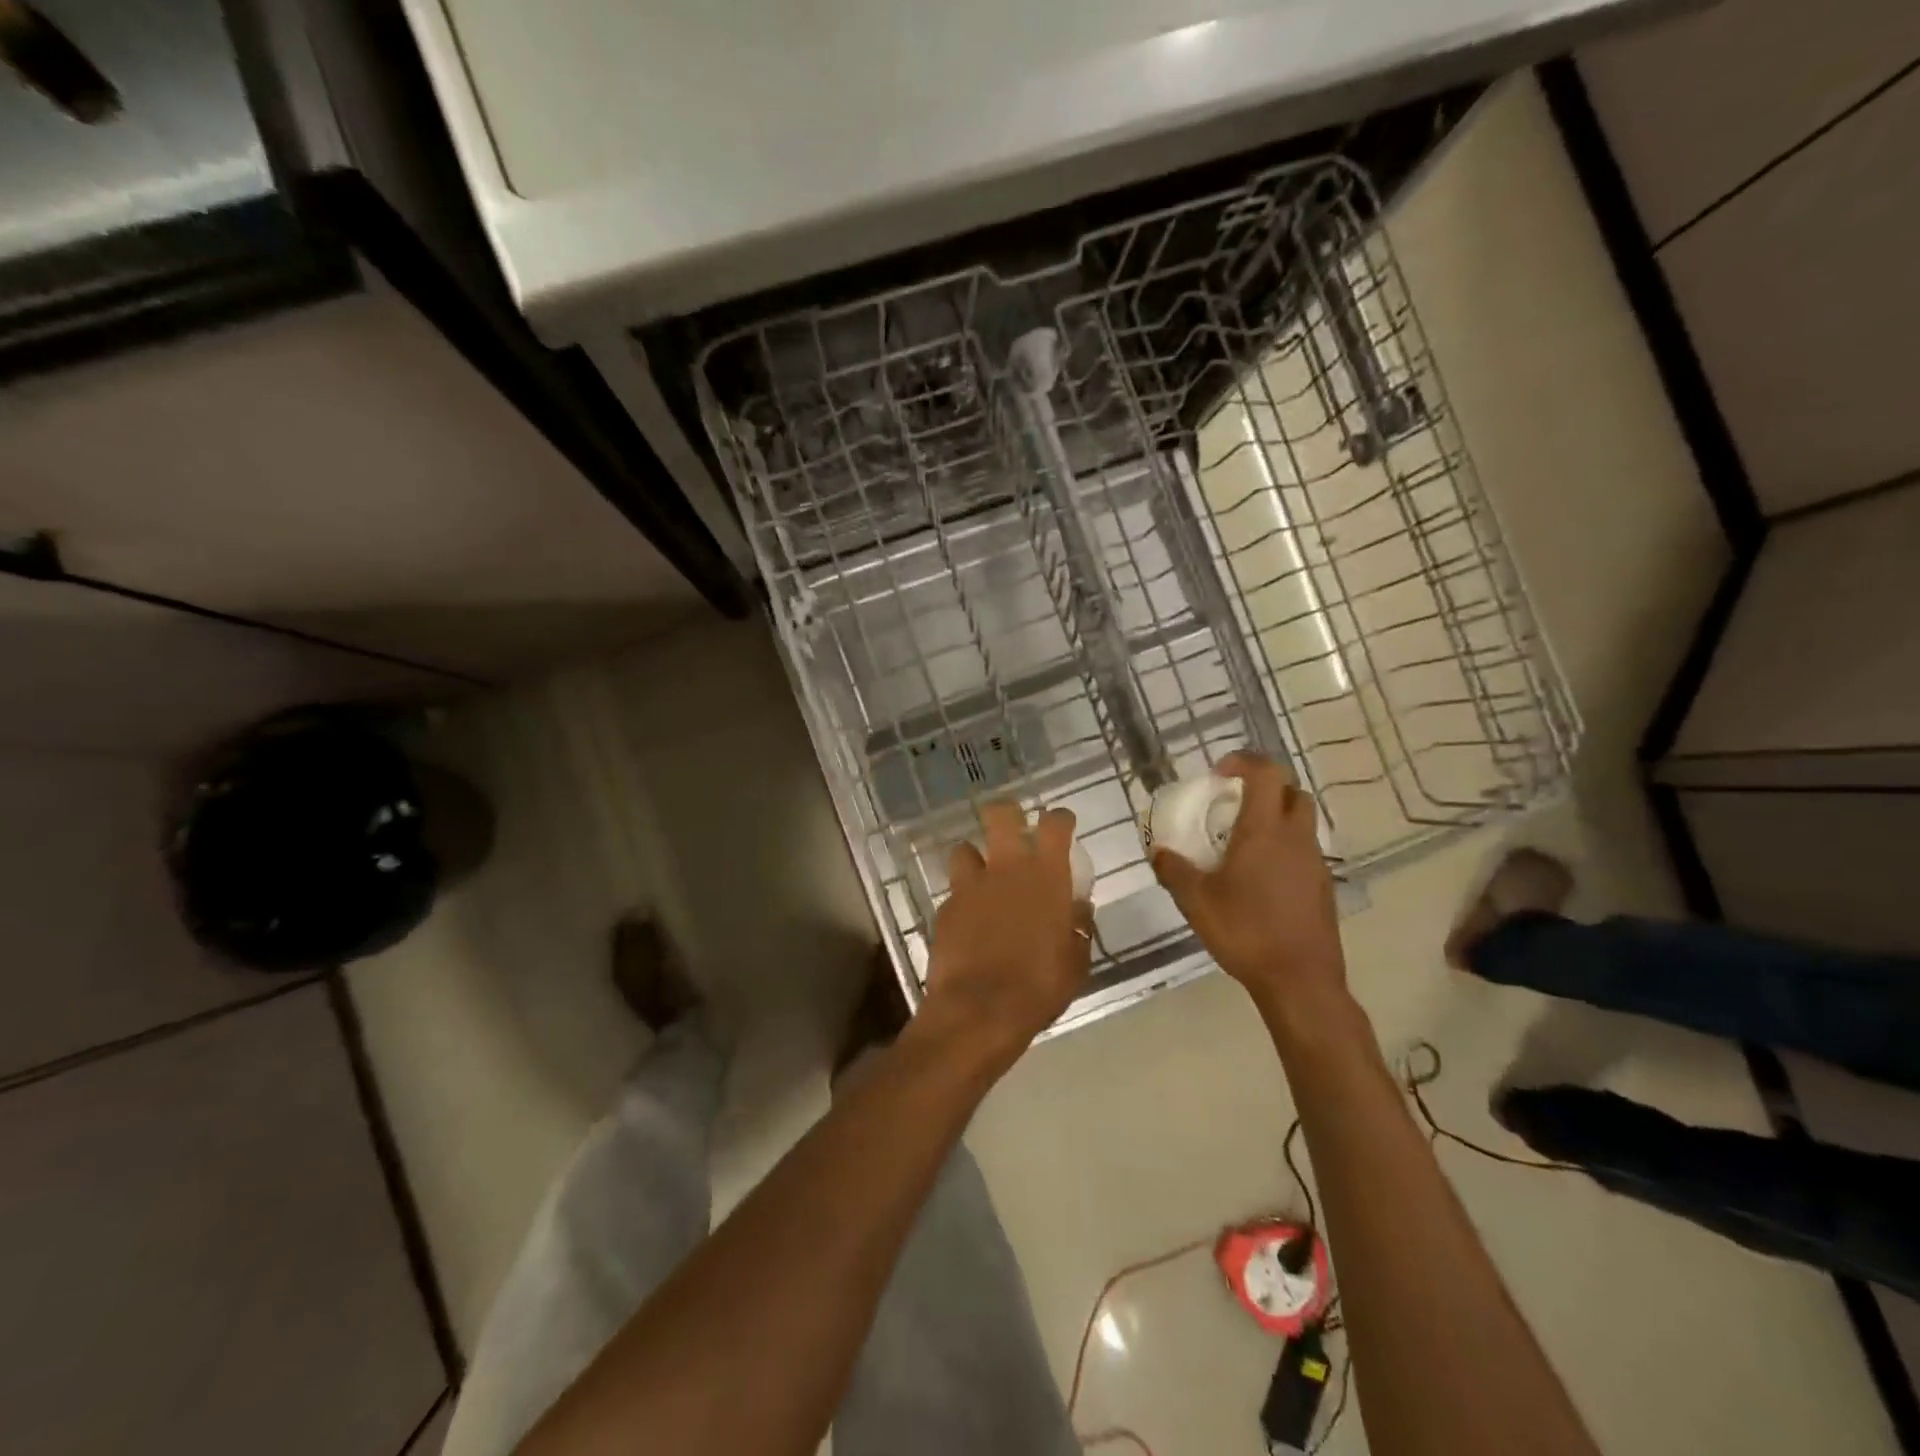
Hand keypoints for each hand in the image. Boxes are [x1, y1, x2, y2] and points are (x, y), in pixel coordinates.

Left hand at [918, 801, 1092, 1062]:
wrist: (980, 1009)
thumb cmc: (1040, 986)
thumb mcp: (1075, 962)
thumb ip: (1078, 927)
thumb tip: (1078, 908)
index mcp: (1046, 876)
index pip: (1054, 824)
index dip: (1059, 818)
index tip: (1061, 824)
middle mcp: (1006, 868)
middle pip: (1000, 814)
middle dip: (1006, 814)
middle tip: (1013, 829)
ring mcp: (970, 885)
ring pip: (964, 848)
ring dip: (975, 858)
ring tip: (982, 878)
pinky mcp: (945, 907)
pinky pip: (954, 891)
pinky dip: (963, 899)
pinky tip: (969, 920)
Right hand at [1152, 752, 1348, 1031]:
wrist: (1300, 981)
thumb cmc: (1245, 931)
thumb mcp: (1195, 901)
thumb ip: (1174, 870)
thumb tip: (1158, 850)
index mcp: (1265, 831)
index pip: (1266, 773)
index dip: (1244, 761)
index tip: (1219, 772)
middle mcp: (1296, 838)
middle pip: (1292, 791)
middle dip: (1265, 786)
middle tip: (1234, 801)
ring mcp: (1314, 863)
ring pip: (1302, 821)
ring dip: (1276, 816)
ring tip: (1243, 840)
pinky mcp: (1322, 887)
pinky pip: (1304, 850)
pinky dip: (1284, 847)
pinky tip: (1260, 876)